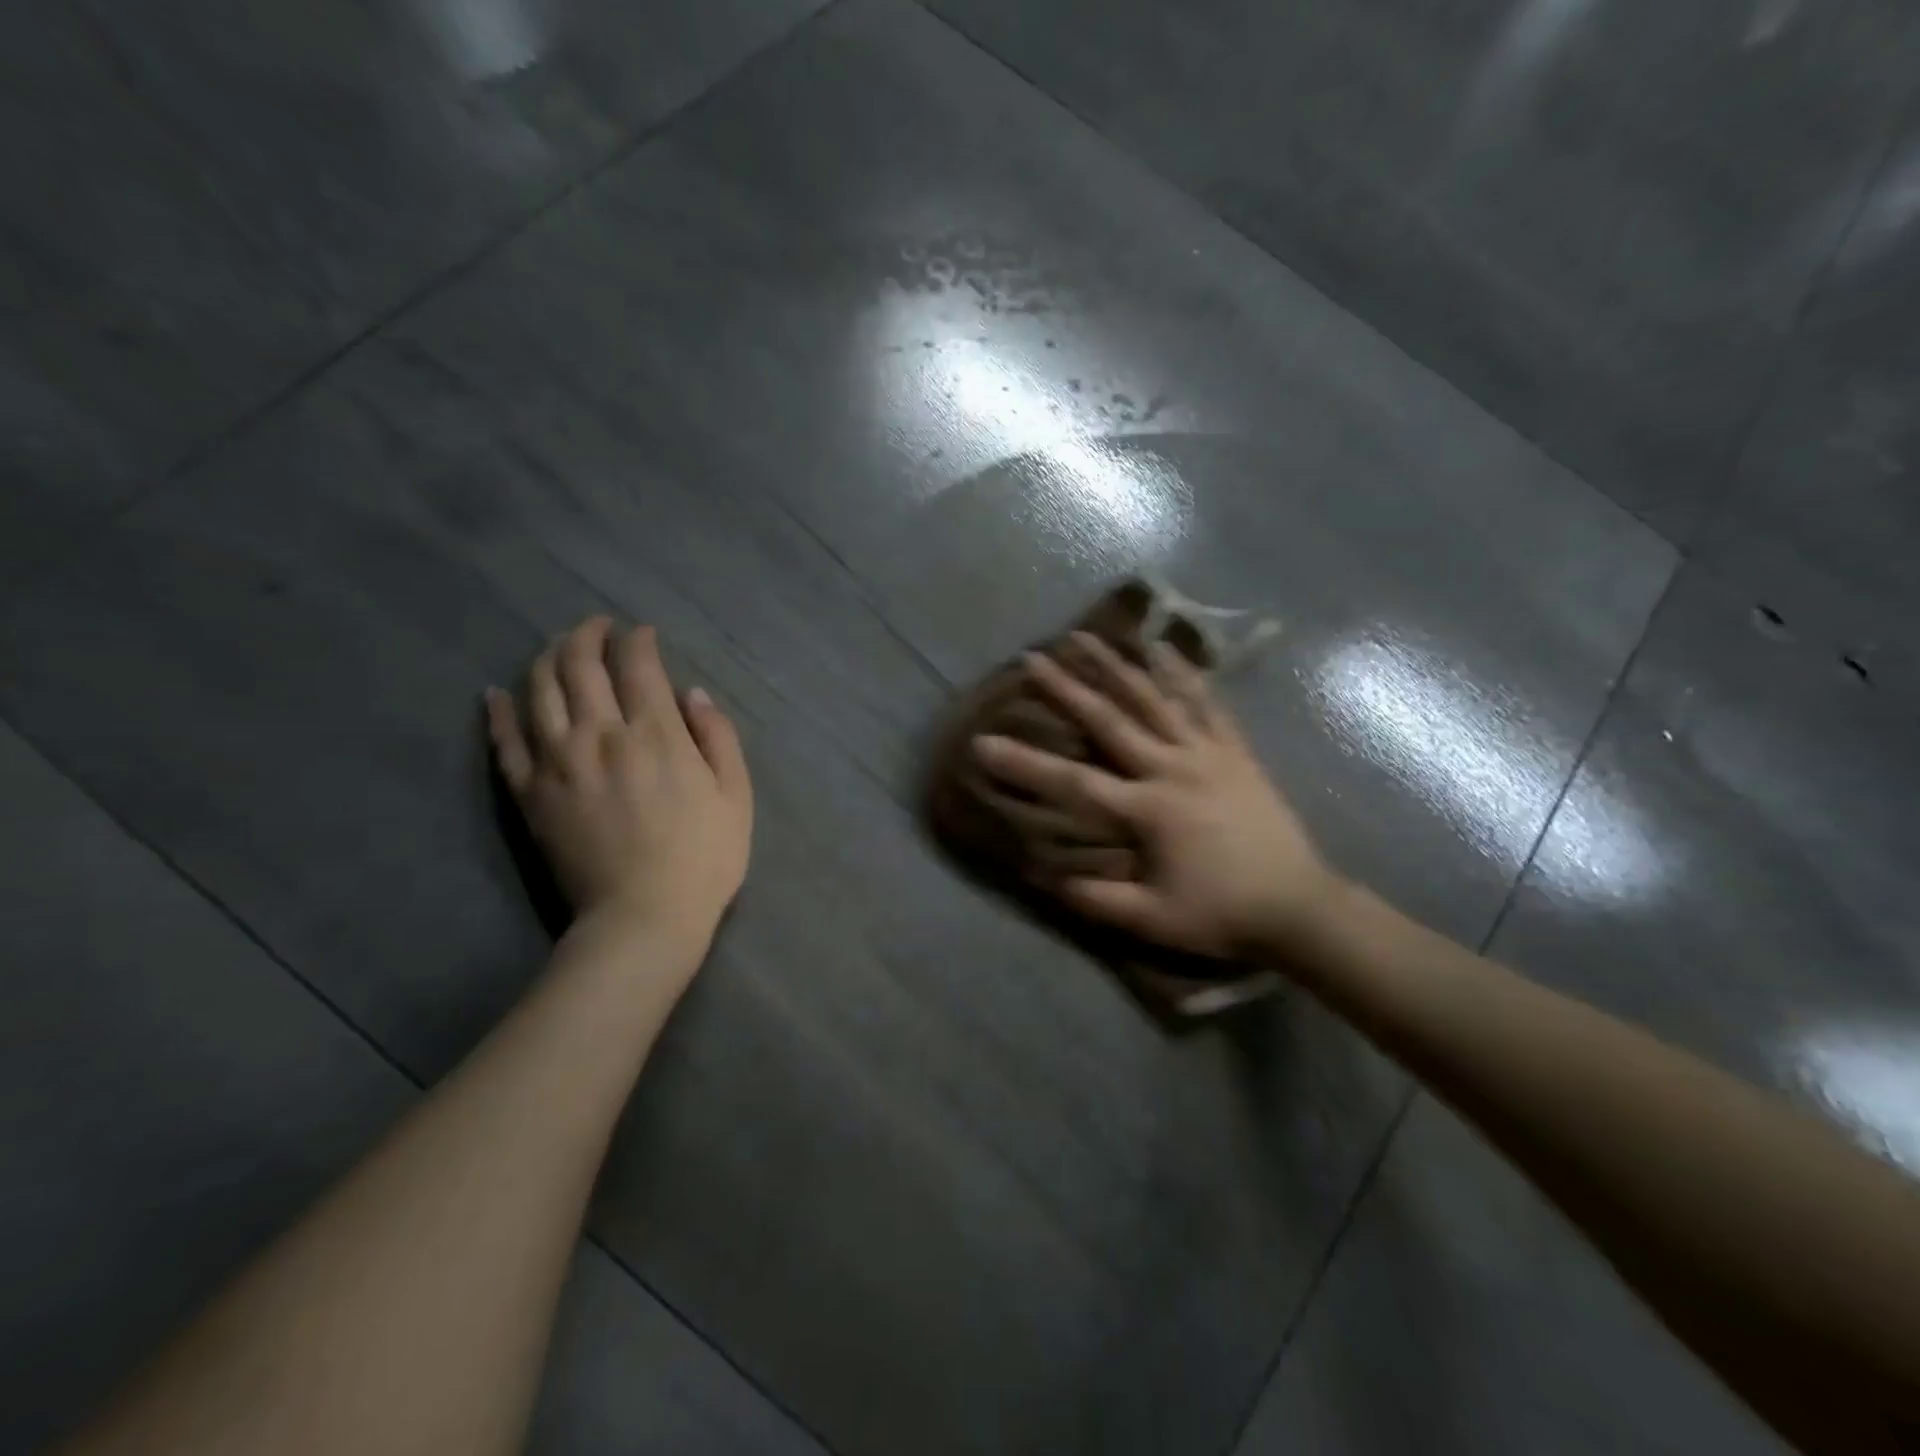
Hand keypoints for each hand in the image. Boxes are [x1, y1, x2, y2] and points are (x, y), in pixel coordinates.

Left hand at [485, 618, 752, 957]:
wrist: (643, 918)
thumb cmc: (703, 858)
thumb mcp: (736, 796)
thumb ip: (718, 738)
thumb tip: (693, 693)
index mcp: (656, 734)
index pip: (638, 665)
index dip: (639, 640)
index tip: (643, 633)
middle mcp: (601, 735)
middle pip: (582, 665)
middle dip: (588, 635)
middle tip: (597, 626)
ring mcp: (558, 762)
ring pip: (540, 690)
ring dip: (548, 658)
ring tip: (558, 648)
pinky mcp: (530, 793)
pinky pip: (505, 741)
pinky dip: (499, 711)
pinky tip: (497, 693)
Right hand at [972, 632, 1338, 960]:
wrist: (1299, 907)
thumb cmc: (1222, 914)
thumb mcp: (1153, 920)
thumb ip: (1097, 900)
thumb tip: (1044, 876)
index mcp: (1148, 810)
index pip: (1073, 782)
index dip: (1025, 762)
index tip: (983, 742)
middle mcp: (1172, 769)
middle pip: (1110, 720)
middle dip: (1067, 688)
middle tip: (1033, 658)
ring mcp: (1206, 754)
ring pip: (1155, 699)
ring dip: (1117, 665)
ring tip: (1085, 637)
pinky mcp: (1234, 751)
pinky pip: (1206, 703)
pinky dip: (1183, 674)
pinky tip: (1163, 649)